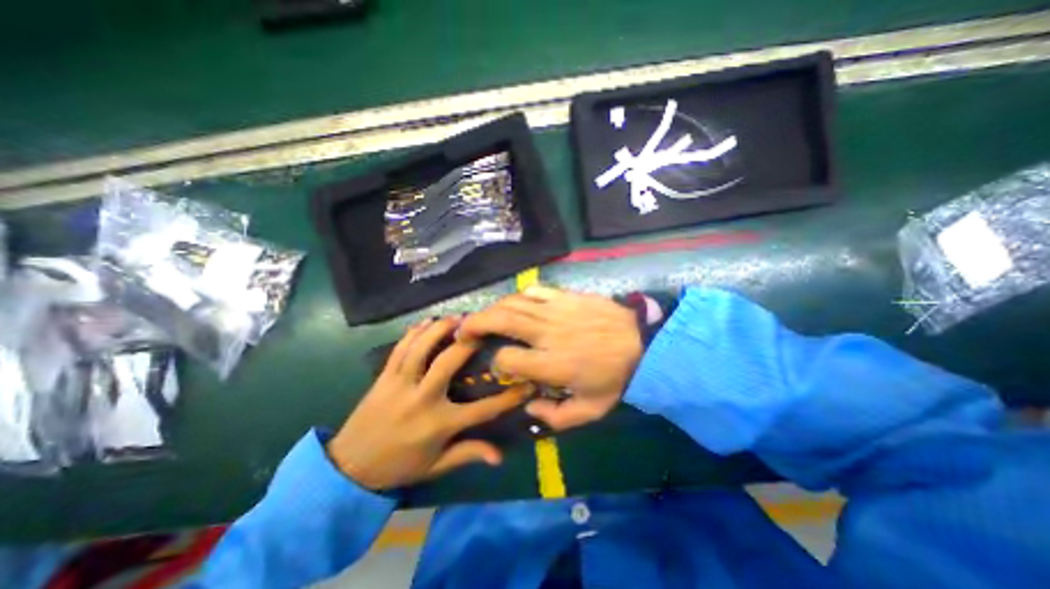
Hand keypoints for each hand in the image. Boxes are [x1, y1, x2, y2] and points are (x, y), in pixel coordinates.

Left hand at [328, 320, 529, 490]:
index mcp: (439, 424)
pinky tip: (425, 321)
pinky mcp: (383, 377)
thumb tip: (500, 457)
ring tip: (457, 318)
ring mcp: (400, 384)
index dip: (508, 397)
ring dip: (440, 329)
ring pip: (421, 348)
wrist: (348, 468)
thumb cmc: (399, 467)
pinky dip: (413, 333)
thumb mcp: (437, 466)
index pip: (483, 409)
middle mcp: (421, 399)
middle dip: (468, 342)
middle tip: (483, 328)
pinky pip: (399, 349)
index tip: (526, 382)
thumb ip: (468, 454)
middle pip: (449, 363)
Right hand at [458, 285, 643, 430]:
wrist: (645, 344)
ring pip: (513, 302)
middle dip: (475, 323)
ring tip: (485, 316)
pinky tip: (519, 303)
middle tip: (462, 329)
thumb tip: (528, 408)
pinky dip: (521, 296)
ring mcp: (557, 310)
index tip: (501, 366)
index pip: (507, 359)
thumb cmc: (617, 378)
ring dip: (493, 308)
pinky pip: (535, 290)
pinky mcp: (567, 296)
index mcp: (552, 364)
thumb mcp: (591, 411)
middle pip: (500, 320)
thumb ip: (556, 418)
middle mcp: (548, 334)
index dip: (497, 363)